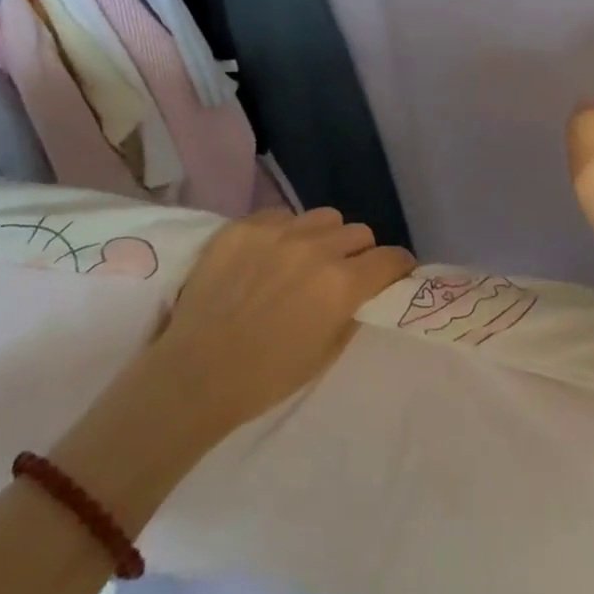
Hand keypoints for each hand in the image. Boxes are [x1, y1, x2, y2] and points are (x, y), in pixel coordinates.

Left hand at [148, 208, 413, 437]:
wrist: (195, 374)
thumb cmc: (266, 377)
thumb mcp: (326, 354)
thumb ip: (352, 313)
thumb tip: (364, 293)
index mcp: (342, 284)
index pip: (391, 258)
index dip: (398, 267)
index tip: (393, 275)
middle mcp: (316, 248)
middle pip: (360, 233)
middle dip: (359, 253)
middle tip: (343, 273)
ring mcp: (278, 232)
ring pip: (324, 217)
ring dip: (325, 237)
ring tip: (305, 258)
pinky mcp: (244, 226)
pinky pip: (281, 215)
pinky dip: (285, 232)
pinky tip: (269, 255)